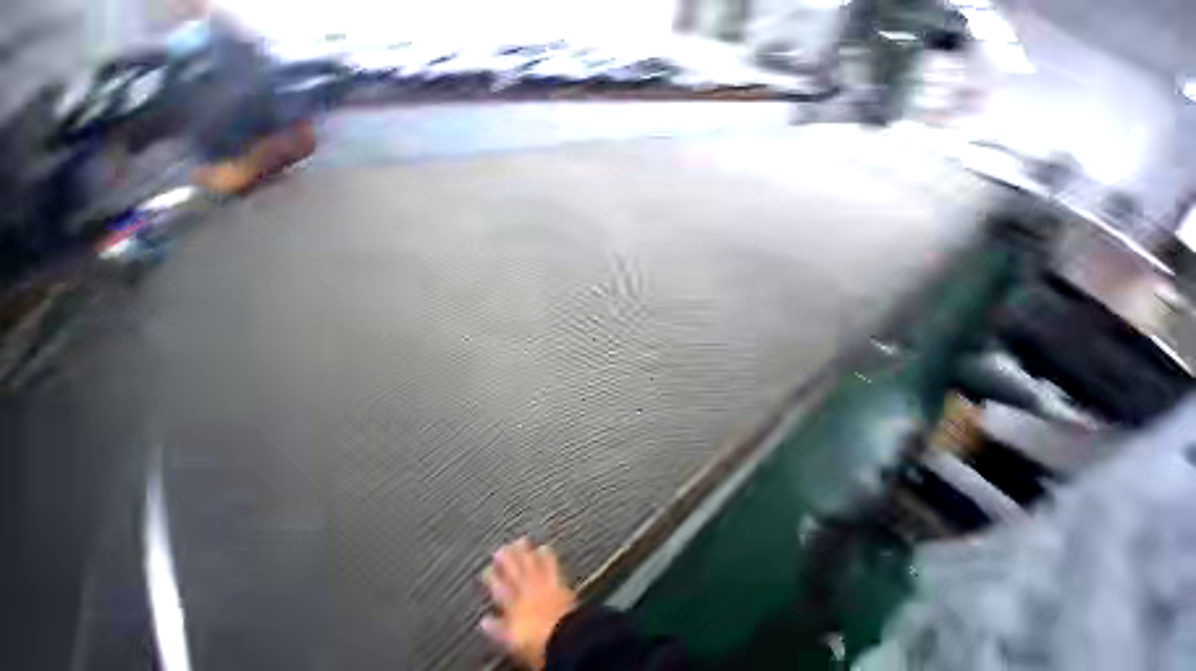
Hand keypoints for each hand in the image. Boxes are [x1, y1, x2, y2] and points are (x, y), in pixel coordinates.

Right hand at [480, 537, 577, 669]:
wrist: (562, 637)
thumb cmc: (537, 644)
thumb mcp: (511, 640)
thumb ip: (497, 629)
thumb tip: (484, 622)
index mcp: (513, 607)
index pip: (499, 590)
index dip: (492, 579)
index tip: (487, 570)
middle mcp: (526, 592)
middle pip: (514, 572)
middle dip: (506, 559)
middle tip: (500, 547)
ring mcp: (542, 584)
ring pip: (531, 563)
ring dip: (525, 552)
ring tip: (520, 540)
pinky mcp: (558, 581)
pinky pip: (551, 564)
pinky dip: (547, 554)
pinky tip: (545, 546)